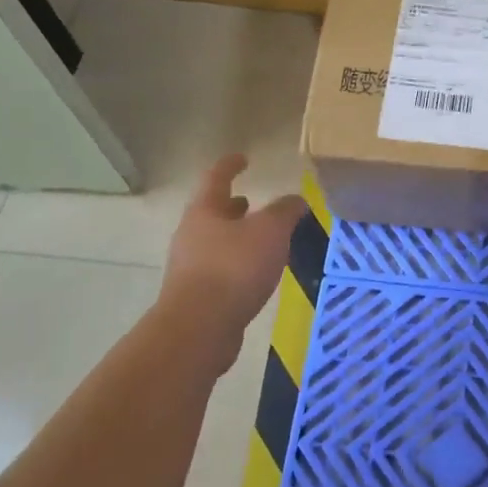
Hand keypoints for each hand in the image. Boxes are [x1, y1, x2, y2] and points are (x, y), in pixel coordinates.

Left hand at [154, 155, 306, 370]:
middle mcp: (191, 235)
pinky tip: (258, 273)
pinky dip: (238, 262)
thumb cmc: (234, 268)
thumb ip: (285, 211)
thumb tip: (297, 199)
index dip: (230, 165)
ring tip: (262, 239)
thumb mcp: (270, 231)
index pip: (216, 178)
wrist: (199, 328)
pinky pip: (221, 268)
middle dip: (233, 206)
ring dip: (237, 236)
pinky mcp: (197, 295)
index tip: (243, 158)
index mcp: (204, 211)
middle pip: (212, 212)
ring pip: (216, 241)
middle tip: (252, 202)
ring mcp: (190, 267)